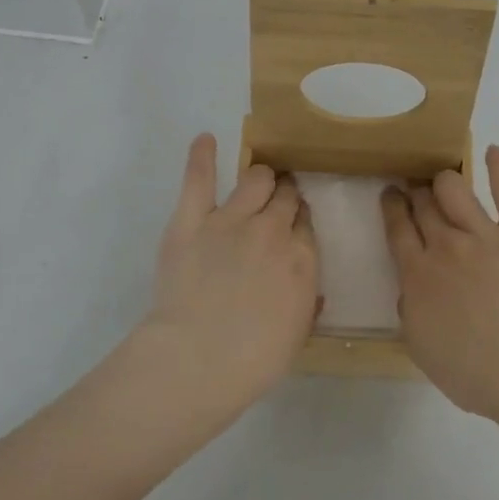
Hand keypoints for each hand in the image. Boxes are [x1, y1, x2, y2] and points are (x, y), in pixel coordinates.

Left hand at [142, 132, 318, 408]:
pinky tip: (206, 139)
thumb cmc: (253, 360)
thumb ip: (305, 301)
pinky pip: (199, 179)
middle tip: (277, 203)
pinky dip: (202, 156)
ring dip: (259, 178)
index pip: (305, 225)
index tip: (292, 228)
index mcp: (301, 258)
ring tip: (256, 179)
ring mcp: (230, 220)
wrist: (198, 360)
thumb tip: (307, 286)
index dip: (298, 223)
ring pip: (254, 180)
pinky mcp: (191, 220)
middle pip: (285, 198)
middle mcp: (272, 230)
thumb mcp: (296, 334)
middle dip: (284, 197)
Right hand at [382, 144, 498, 421]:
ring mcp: (484, 234)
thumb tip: (411, 290)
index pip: (398, 229)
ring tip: (447, 179)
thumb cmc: (473, 372)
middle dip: (416, 192)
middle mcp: (445, 245)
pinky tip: (494, 152)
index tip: (391, 195)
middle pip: (423, 205)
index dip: (393, 207)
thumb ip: (411, 311)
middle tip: (417, 188)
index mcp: (417, 274)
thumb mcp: (422, 348)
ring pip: (454, 189)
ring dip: (446, 180)